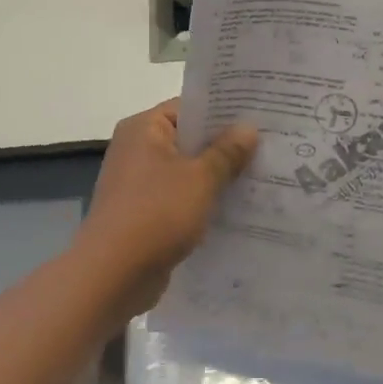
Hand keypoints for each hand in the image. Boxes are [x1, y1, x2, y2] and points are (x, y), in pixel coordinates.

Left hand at [75, 100, 257, 308]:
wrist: (113, 275)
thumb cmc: (156, 214)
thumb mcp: (200, 179)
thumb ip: (226, 152)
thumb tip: (248, 127)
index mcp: (144, 129)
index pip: (189, 108)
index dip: (224, 112)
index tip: (260, 117)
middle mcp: (137, 149)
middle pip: (188, 139)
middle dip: (226, 146)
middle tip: (269, 147)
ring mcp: (138, 183)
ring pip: (187, 171)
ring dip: (217, 177)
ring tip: (261, 177)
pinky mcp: (144, 213)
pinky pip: (180, 198)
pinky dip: (203, 201)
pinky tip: (237, 208)